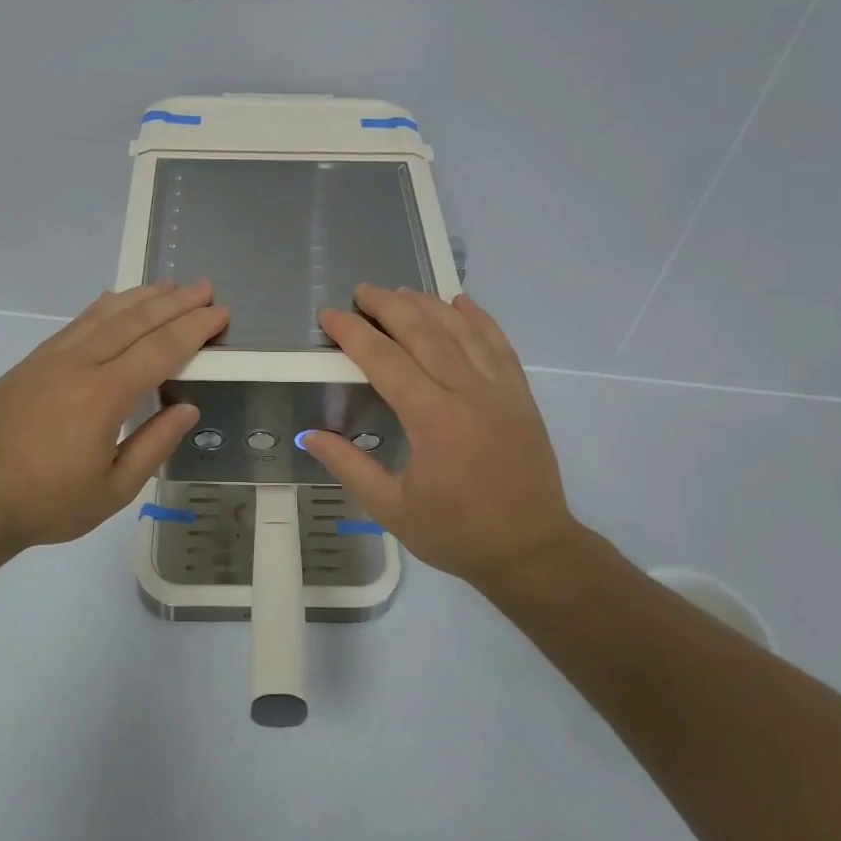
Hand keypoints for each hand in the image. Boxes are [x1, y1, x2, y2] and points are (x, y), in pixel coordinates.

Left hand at [0, 281, 226, 552]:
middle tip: (205, 288)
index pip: (161, 350)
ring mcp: (50, 359)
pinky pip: (76, 323)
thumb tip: (188, 408)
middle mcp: (79, 365)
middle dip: (175, 302)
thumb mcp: (113, 489)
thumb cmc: (47, 502)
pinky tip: (114, 300)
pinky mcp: (30, 362)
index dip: (194, 329)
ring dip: (141, 297)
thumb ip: (154, 445)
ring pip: (104, 314)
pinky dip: (103, 307)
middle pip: (136, 322)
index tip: (220, 313)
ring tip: (169, 285)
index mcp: (104, 395)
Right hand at [302, 285, 585, 590]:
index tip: (330, 315)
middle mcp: (467, 393)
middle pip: (423, 333)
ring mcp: (500, 390)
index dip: (353, 333)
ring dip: (428, 305)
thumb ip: (349, 466)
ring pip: (461, 331)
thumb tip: (309, 435)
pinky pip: (499, 344)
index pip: (384, 360)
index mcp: (433, 419)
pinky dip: (479, 318)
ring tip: (401, 291)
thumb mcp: (392, 509)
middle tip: (361, 291)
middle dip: (388, 306)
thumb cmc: (456, 533)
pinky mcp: (521, 395)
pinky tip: (461, 302)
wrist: (531, 550)